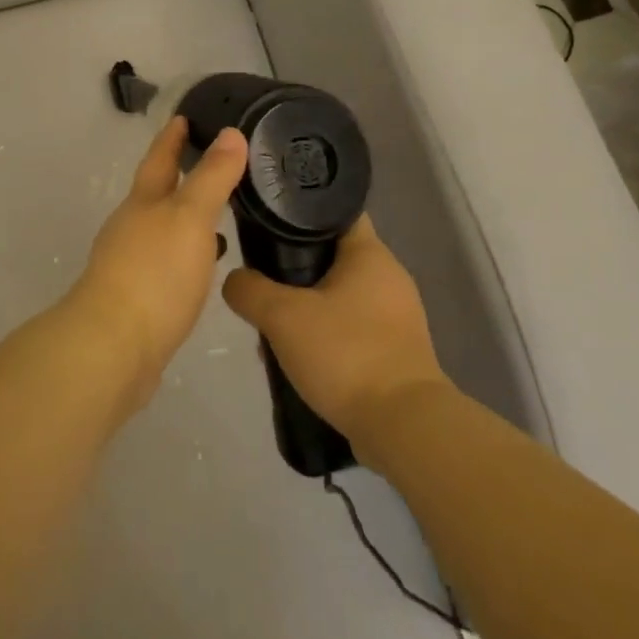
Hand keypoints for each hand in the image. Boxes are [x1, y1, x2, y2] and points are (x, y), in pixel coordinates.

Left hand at [65, 118, 248, 405]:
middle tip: (215, 162)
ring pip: (164, 228)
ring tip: (220, 213)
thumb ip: (211, 177)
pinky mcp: (139, 297)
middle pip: (157, 192)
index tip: (185, 116)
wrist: (114, 347)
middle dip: (181, 175)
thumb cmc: (154, 273)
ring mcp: (131, 263)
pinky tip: (206, 265)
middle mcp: (132, 226)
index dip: (172, 136)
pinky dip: (188, 253)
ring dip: (187, 217)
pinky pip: (168, 263)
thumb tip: (231, 133)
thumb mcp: (189, 217)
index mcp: (143, 202)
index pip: (159, 158)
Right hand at [221, 216, 450, 451]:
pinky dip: (326, 336)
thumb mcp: (282, 316)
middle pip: (333, 255)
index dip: (301, 209)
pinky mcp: (397, 352)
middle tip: (260, 277)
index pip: (335, 211)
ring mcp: (397, 317)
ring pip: (340, 296)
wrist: (404, 428)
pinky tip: (299, 356)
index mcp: (371, 254)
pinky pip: (352, 329)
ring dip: (307, 306)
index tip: (268, 218)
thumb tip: (234, 280)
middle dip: (295, 266)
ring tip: (273, 324)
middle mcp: (389, 278)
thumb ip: (249, 290)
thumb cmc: (346, 354)